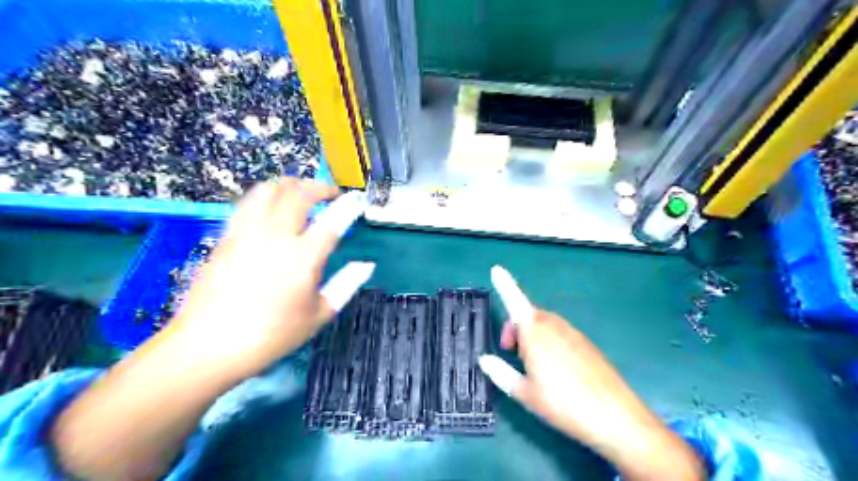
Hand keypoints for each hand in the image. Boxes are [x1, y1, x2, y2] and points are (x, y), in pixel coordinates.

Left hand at [167, 179, 372, 376]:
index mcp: (303, 258)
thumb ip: (346, 285)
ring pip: (269, 189)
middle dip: (320, 187)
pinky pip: (248, 203)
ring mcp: (247, 233)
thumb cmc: (271, 335)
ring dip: (291, 185)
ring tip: (302, 194)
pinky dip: (266, 197)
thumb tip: (366, 265)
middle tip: (331, 194)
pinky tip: (272, 210)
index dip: (348, 206)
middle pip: (299, 193)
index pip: (332, 221)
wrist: (208, 346)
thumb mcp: (318, 315)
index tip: (357, 200)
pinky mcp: (227, 236)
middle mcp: (275, 236)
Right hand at [477, 266, 704, 479]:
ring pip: (545, 325)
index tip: (496, 269)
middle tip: (511, 352)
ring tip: (533, 366)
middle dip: (516, 327)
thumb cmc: (563, 404)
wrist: (615, 418)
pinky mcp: (587, 344)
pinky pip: (561, 334)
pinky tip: (556, 371)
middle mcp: (555, 326)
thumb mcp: (525, 393)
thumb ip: (501, 373)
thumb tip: (484, 359)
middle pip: (529, 315)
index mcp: (535, 332)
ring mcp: (573, 333)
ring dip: (532, 335)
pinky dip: (549, 342)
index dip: (505, 285)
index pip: (515, 301)